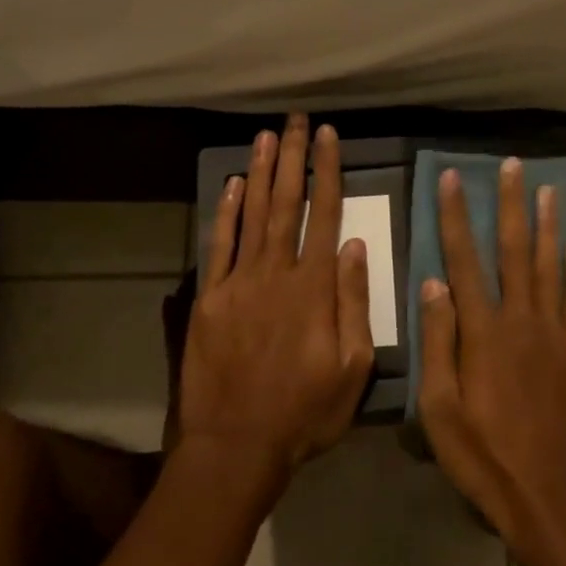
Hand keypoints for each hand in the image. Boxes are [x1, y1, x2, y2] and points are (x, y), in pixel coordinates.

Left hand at [178, 115, 375, 494]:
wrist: (236, 446)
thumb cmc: (304, 412)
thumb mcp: (352, 367)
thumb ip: (354, 303)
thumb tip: (356, 246)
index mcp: (314, 288)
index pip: (325, 214)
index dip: (328, 171)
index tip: (328, 136)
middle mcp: (276, 273)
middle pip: (287, 203)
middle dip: (293, 157)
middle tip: (295, 119)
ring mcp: (238, 283)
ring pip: (252, 215)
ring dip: (261, 172)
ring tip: (267, 135)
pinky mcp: (209, 298)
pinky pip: (218, 246)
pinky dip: (226, 212)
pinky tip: (233, 185)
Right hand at [417, 158, 565, 554]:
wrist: (550, 500)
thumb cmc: (484, 458)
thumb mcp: (440, 410)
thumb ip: (438, 342)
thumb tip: (434, 282)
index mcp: (483, 332)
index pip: (464, 260)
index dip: (457, 216)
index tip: (453, 178)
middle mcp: (522, 321)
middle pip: (515, 251)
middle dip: (511, 204)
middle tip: (513, 165)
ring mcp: (556, 336)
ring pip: (551, 267)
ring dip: (547, 225)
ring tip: (546, 189)